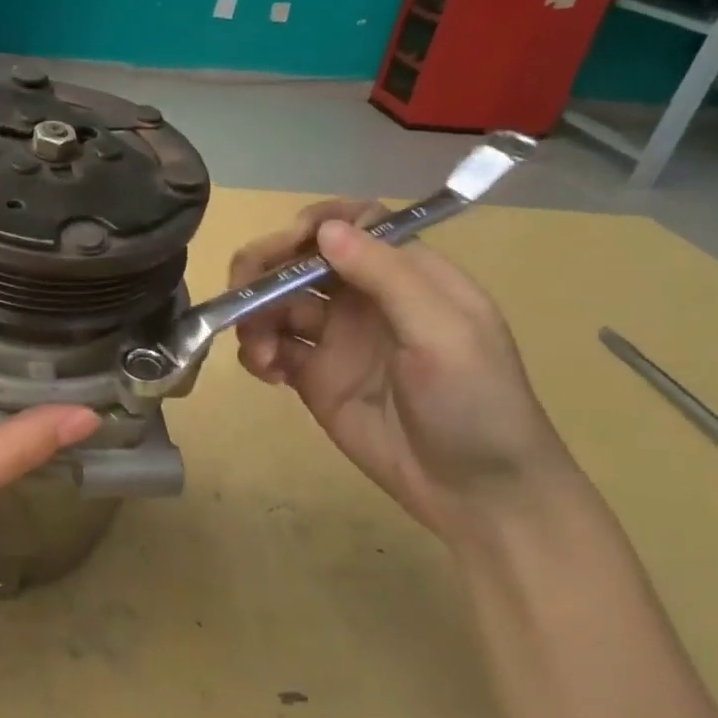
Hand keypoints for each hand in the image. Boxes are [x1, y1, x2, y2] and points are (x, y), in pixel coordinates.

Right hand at [229, 201, 582, 547]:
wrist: (476, 492)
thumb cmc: (475, 402)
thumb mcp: (442, 333)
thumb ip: (386, 276)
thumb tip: (324, 228)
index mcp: (407, 275)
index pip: (352, 225)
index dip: (315, 226)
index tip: (288, 247)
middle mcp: (365, 299)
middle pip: (302, 260)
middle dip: (265, 268)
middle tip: (241, 294)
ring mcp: (336, 338)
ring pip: (277, 304)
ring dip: (255, 317)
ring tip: (261, 354)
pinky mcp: (313, 378)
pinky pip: (272, 348)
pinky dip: (258, 353)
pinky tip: (268, 374)